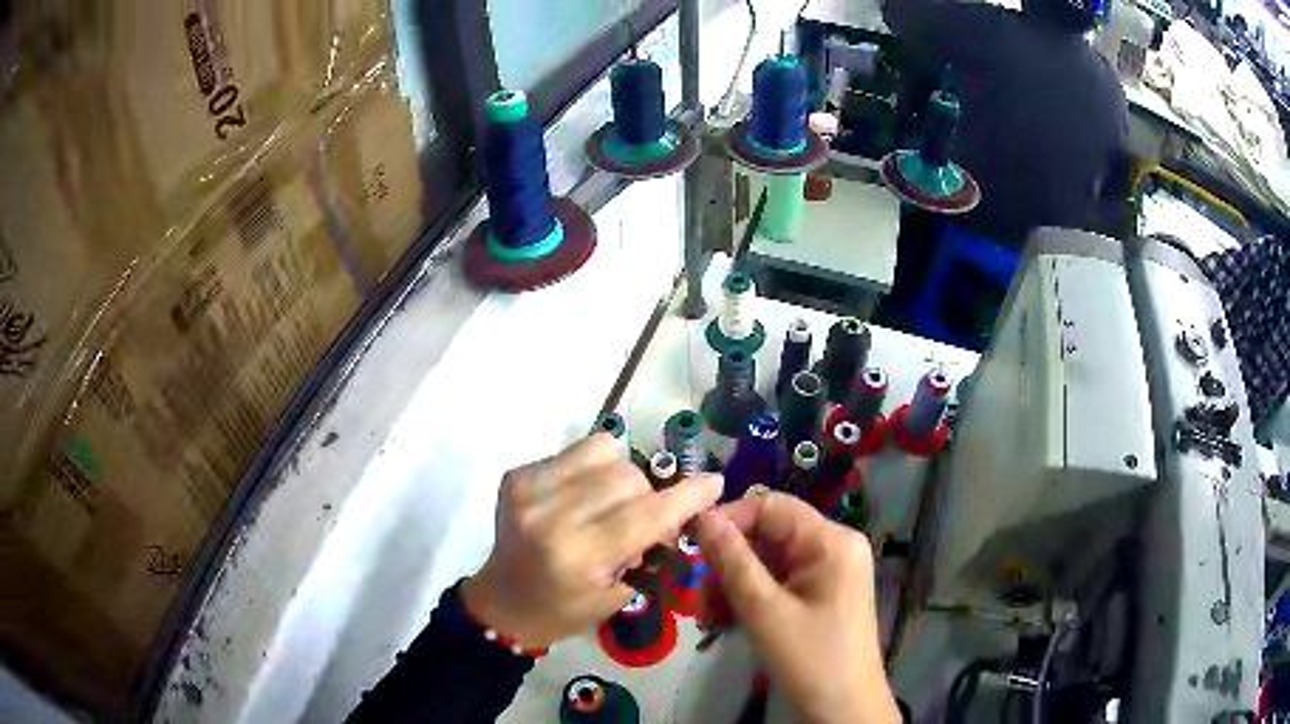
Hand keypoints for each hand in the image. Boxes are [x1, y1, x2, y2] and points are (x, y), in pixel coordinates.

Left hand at [462, 433, 722, 648]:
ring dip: (621, 477)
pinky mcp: (518, 473)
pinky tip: (580, 497)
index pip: (646, 515)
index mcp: (578, 556)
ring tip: (606, 506)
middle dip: (648, 497)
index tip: (713, 484)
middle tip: (637, 523)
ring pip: (609, 452)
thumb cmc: (566, 610)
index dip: (686, 498)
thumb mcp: (620, 594)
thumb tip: (680, 504)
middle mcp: (550, 515)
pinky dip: (594, 468)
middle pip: (630, 477)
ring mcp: (529, 489)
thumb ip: (652, 548)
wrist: (504, 601)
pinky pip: (580, 449)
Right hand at [695, 493, 899, 723]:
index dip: (727, 521)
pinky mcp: (823, 594)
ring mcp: (831, 571)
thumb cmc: (810, 660)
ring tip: (711, 622)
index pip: (770, 507)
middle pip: (768, 536)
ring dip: (734, 587)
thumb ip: (732, 560)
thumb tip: (702, 515)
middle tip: (701, 603)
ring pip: (768, 562)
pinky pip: (779, 582)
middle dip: (728, 566)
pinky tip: (729, 624)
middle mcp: (835, 546)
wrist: (844, 711)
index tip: (688, 546)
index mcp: (831, 541)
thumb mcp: (765, 611)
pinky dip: (751, 599)